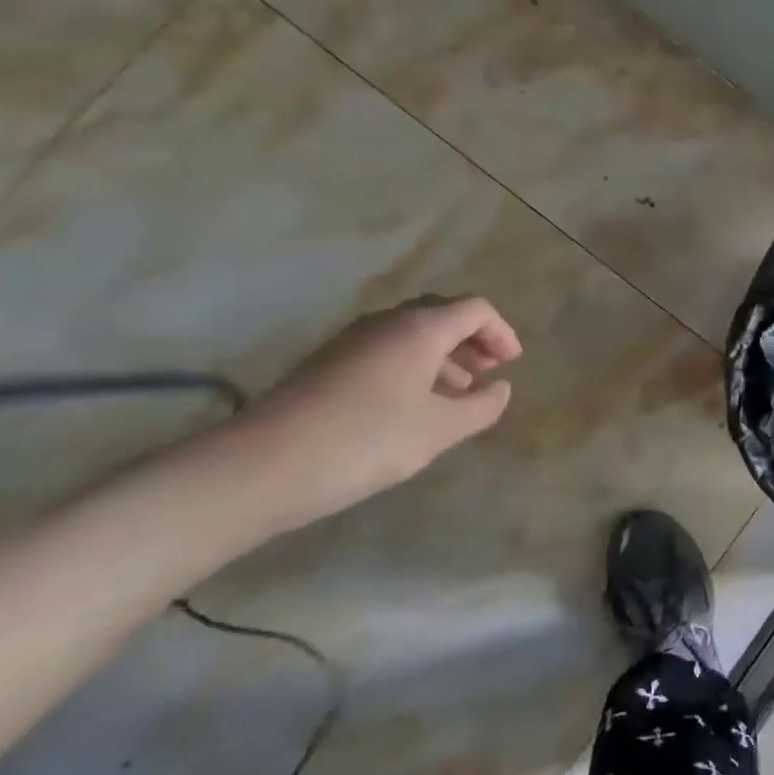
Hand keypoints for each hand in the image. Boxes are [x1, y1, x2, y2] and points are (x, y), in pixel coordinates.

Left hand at [227, 296, 522, 528]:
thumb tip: (501, 389)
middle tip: (486, 372)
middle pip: (442, 314)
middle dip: (471, 340)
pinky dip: (412, 366)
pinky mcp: (328, 363)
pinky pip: (385, 350)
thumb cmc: (366, 440)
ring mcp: (352, 340)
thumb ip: (480, 408)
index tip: (512, 364)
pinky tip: (410, 405)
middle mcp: (387, 322)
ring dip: (442, 355)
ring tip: (455, 394)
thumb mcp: (437, 431)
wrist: (262, 465)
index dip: (501, 332)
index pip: (475, 309)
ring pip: (411, 334)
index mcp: (420, 328)